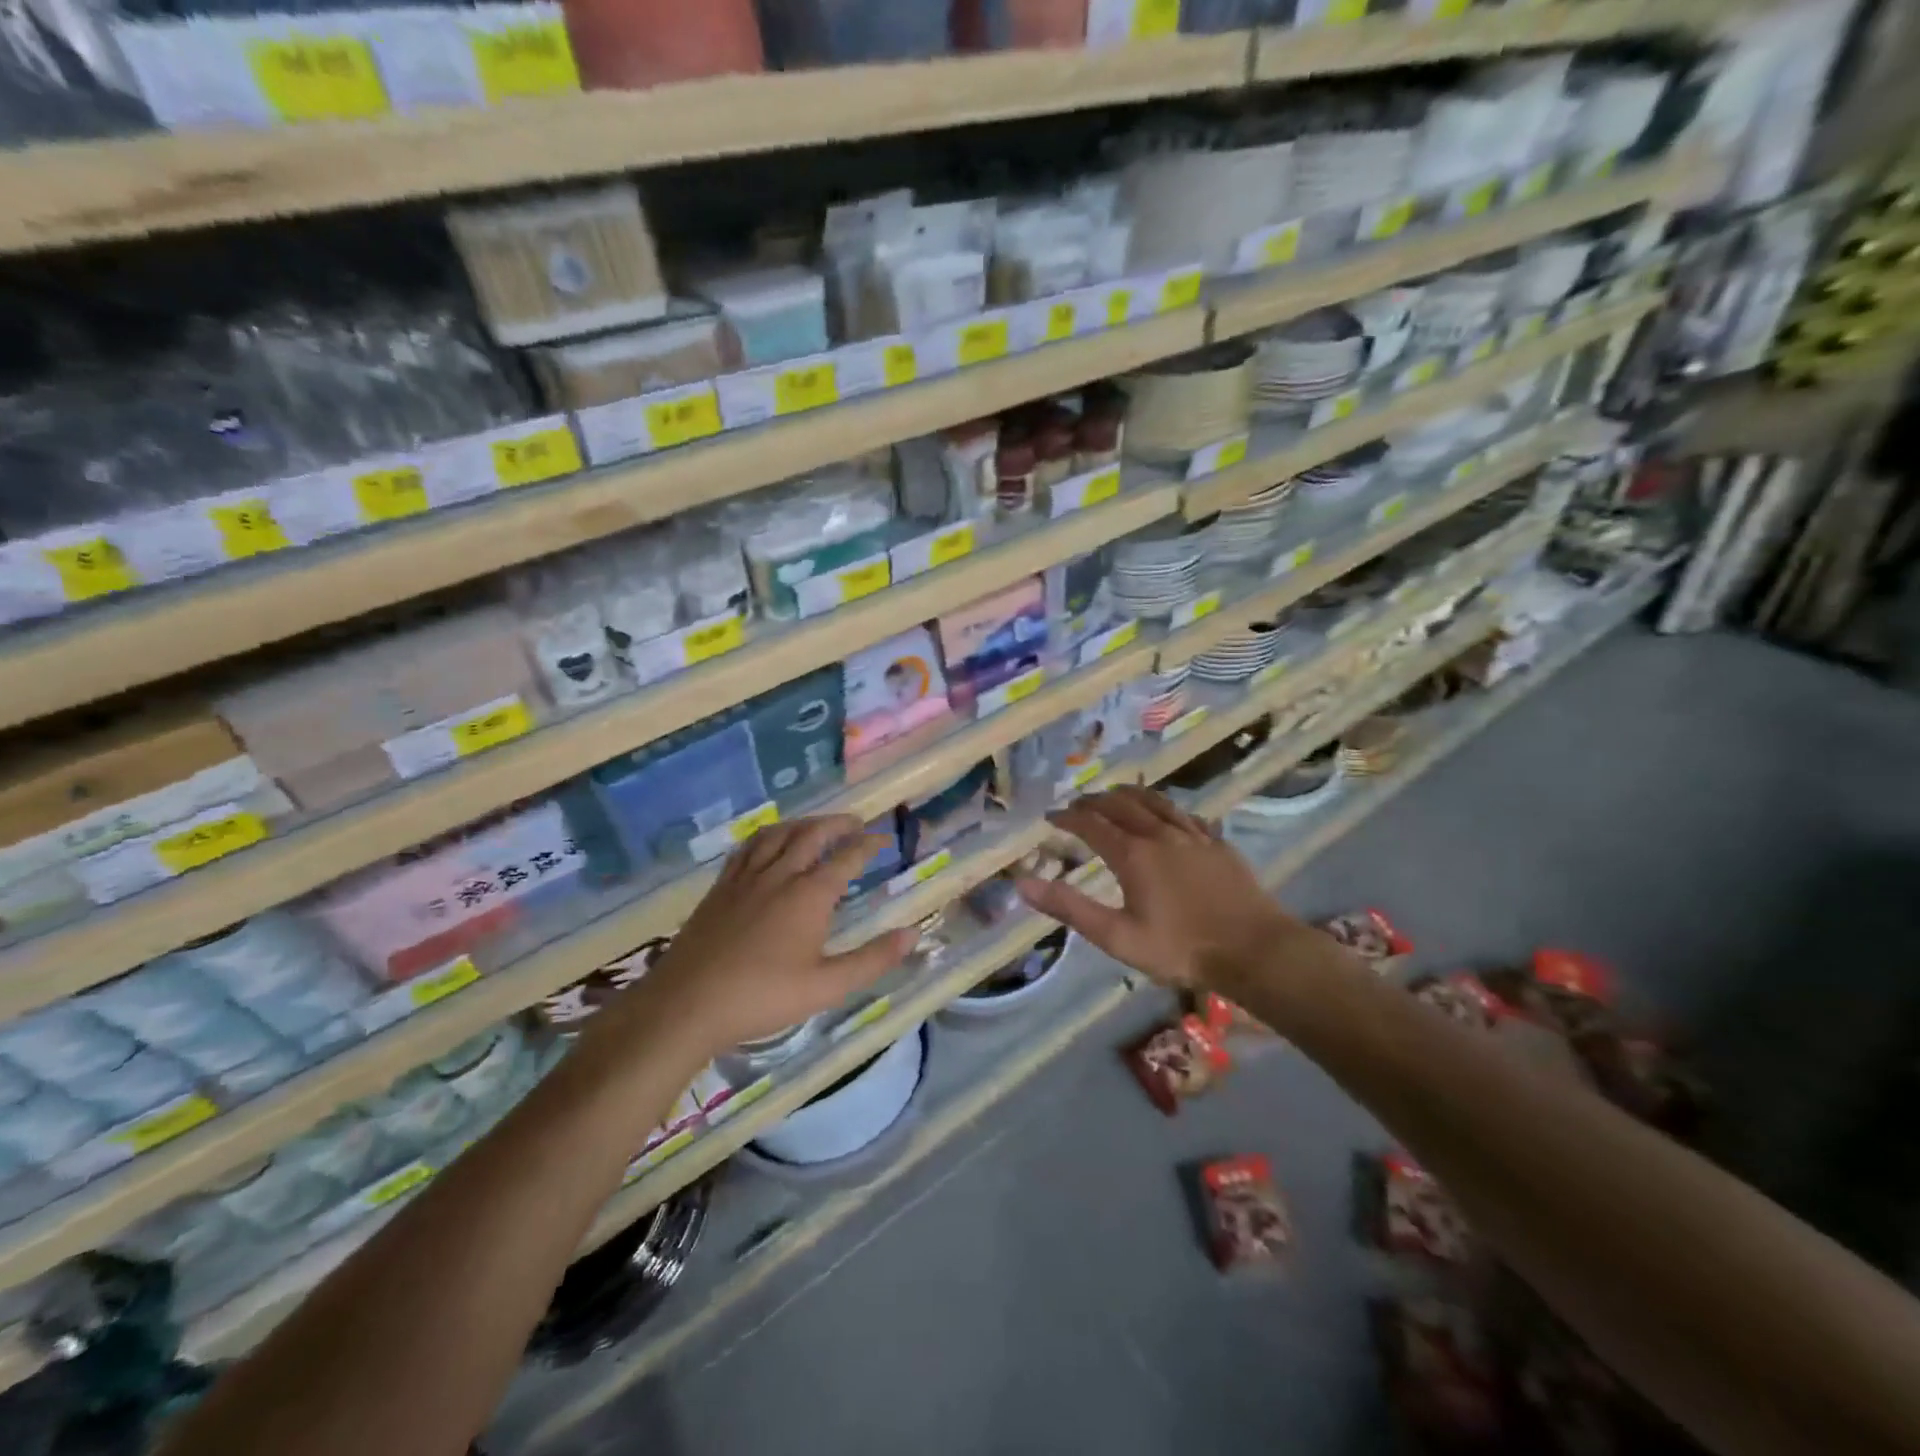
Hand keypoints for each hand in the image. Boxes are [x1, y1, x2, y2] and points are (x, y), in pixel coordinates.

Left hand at [628, 815, 915, 1055]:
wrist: (687, 1003)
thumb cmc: (763, 997)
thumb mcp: (826, 986)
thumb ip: (872, 959)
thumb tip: (913, 934)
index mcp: (810, 894)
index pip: (847, 857)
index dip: (869, 845)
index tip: (884, 839)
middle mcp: (780, 874)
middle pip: (813, 834)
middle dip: (838, 824)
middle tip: (856, 823)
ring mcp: (746, 877)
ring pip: (779, 833)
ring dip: (804, 823)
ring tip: (818, 826)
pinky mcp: (721, 887)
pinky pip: (748, 847)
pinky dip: (767, 836)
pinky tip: (769, 844)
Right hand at [1015, 786, 1299, 989]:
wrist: (1254, 950)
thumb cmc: (1180, 949)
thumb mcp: (1117, 937)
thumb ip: (1070, 908)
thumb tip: (1023, 884)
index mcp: (1132, 855)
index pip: (1091, 825)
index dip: (1067, 818)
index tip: (1051, 817)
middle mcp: (1160, 834)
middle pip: (1121, 805)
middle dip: (1094, 802)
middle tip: (1079, 805)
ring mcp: (1193, 836)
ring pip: (1156, 802)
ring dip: (1129, 796)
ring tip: (1116, 795)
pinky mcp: (1218, 844)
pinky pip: (1186, 815)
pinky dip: (1166, 808)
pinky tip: (1168, 814)